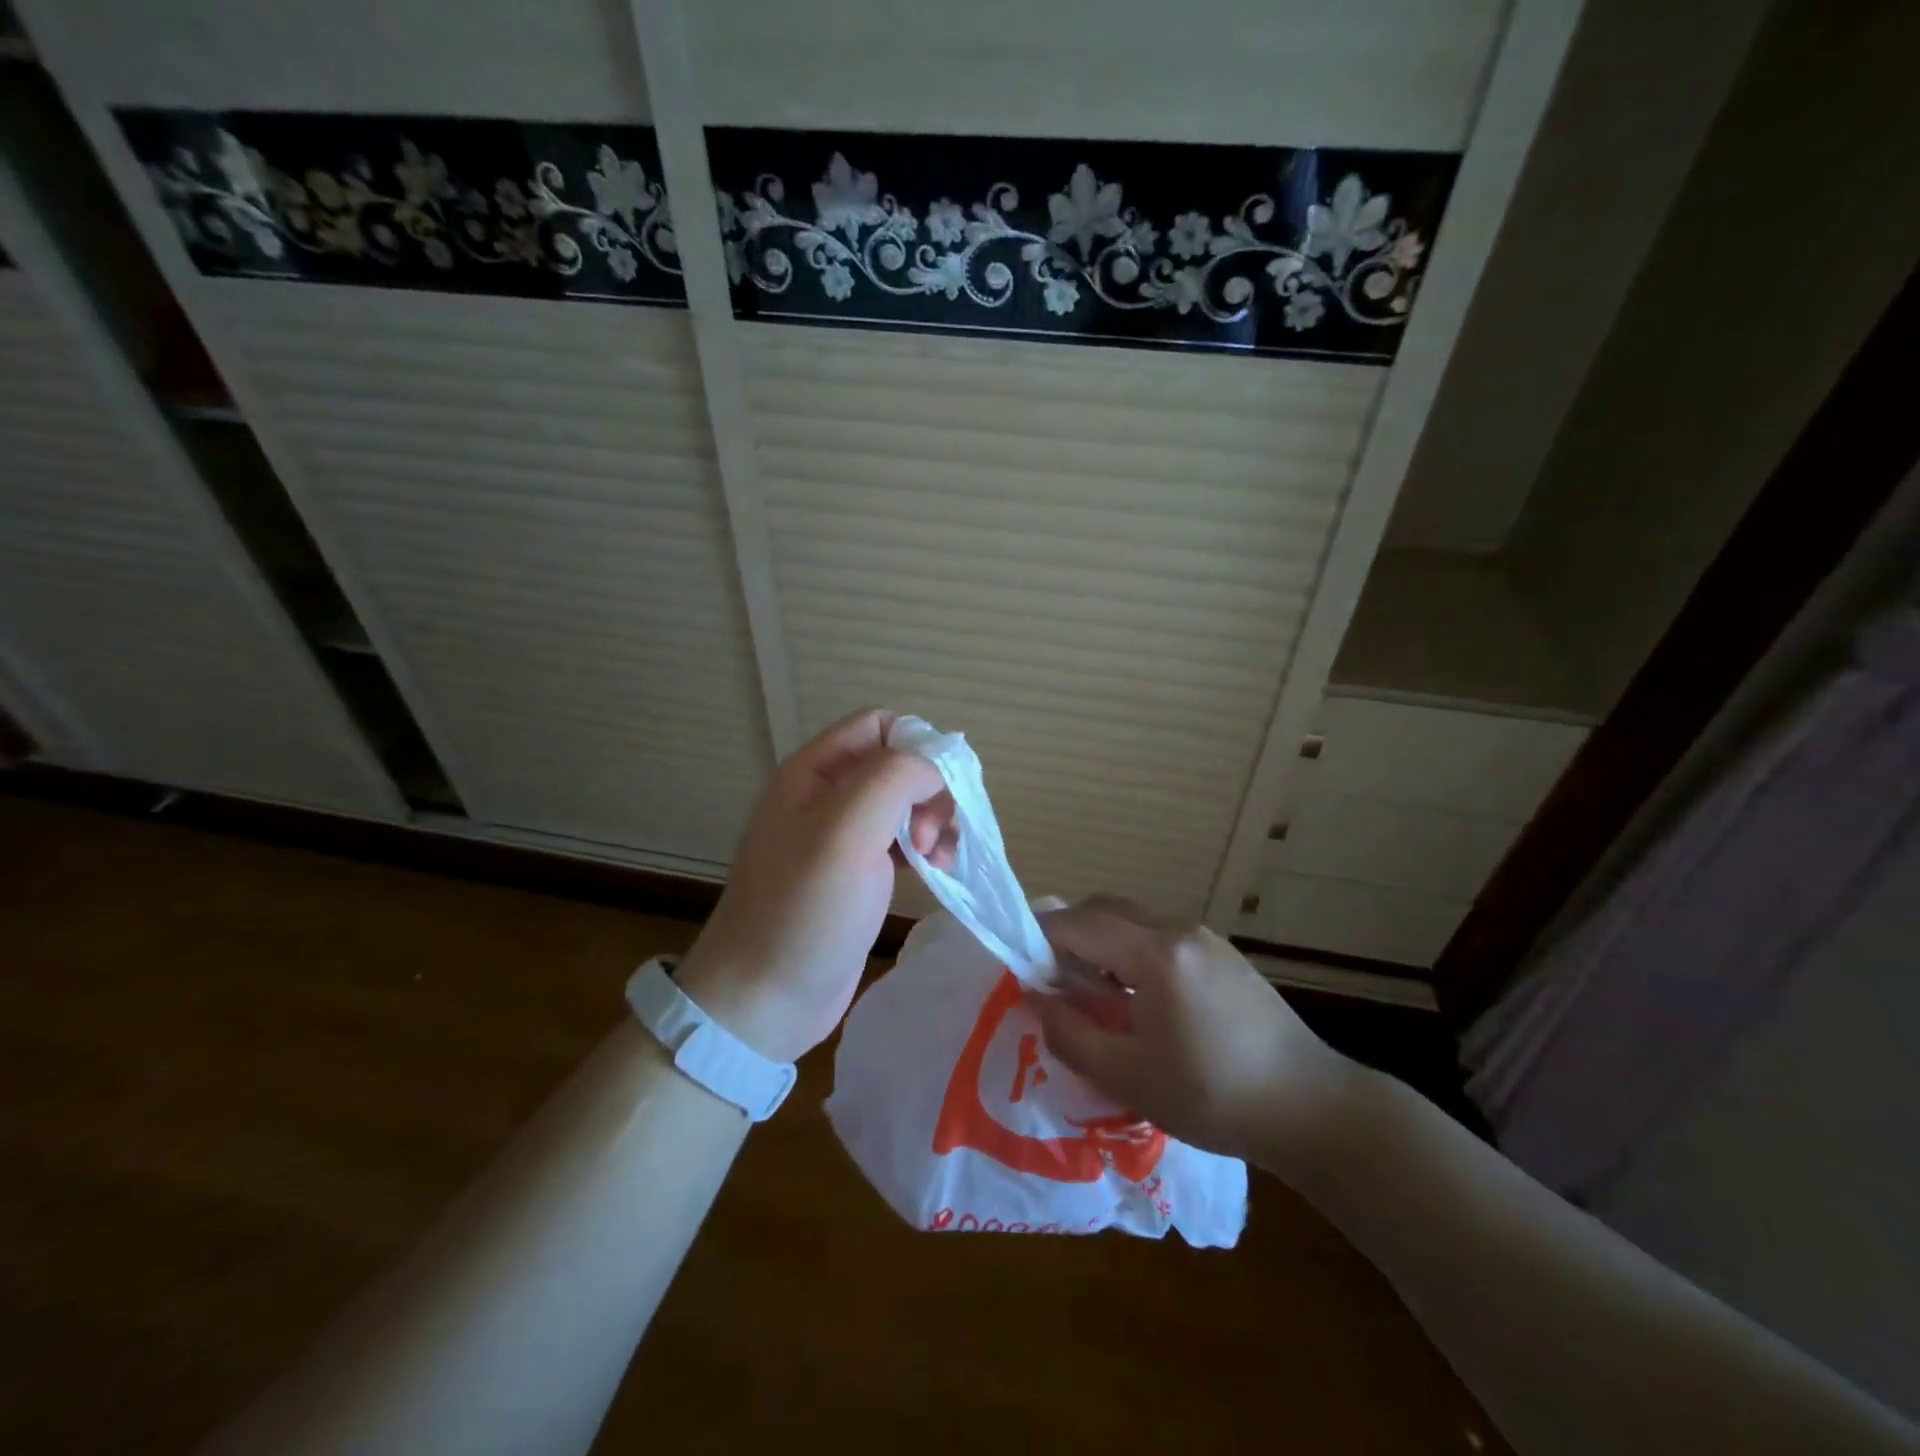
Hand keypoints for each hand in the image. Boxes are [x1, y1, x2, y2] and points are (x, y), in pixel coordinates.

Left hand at [674, 709, 955, 1063]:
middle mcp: (827, 795)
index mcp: (814, 772)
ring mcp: (842, 837)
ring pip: (906, 803)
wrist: (764, 1000)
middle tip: (933, 836)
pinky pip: (903, 841)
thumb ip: (893, 779)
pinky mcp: (857, 874)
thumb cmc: (803, 911)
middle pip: (898, 763)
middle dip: (930, 790)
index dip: (918, 746)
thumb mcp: (846, 832)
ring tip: (939, 860)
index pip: (879, 724)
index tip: (941, 790)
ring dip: (935, 821)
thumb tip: (935, 767)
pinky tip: (937, 873)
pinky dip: (928, 849)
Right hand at [1037, 897, 1356, 1166]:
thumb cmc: (1213, 1096)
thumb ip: (1070, 1034)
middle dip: (1068, 936)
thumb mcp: (1129, 1077)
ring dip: (1101, 943)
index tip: (1021, 971)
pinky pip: (1159, 935)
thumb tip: (1037, 1000)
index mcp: (1154, 952)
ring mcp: (1204, 937)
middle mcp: (1177, 929)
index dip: (1040, 941)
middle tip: (1052, 982)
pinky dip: (1131, 951)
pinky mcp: (1221, 953)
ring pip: (1132, 920)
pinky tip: (1138, 999)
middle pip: (1104, 910)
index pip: (1077, 924)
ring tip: (1093, 995)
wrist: (1311, 1108)